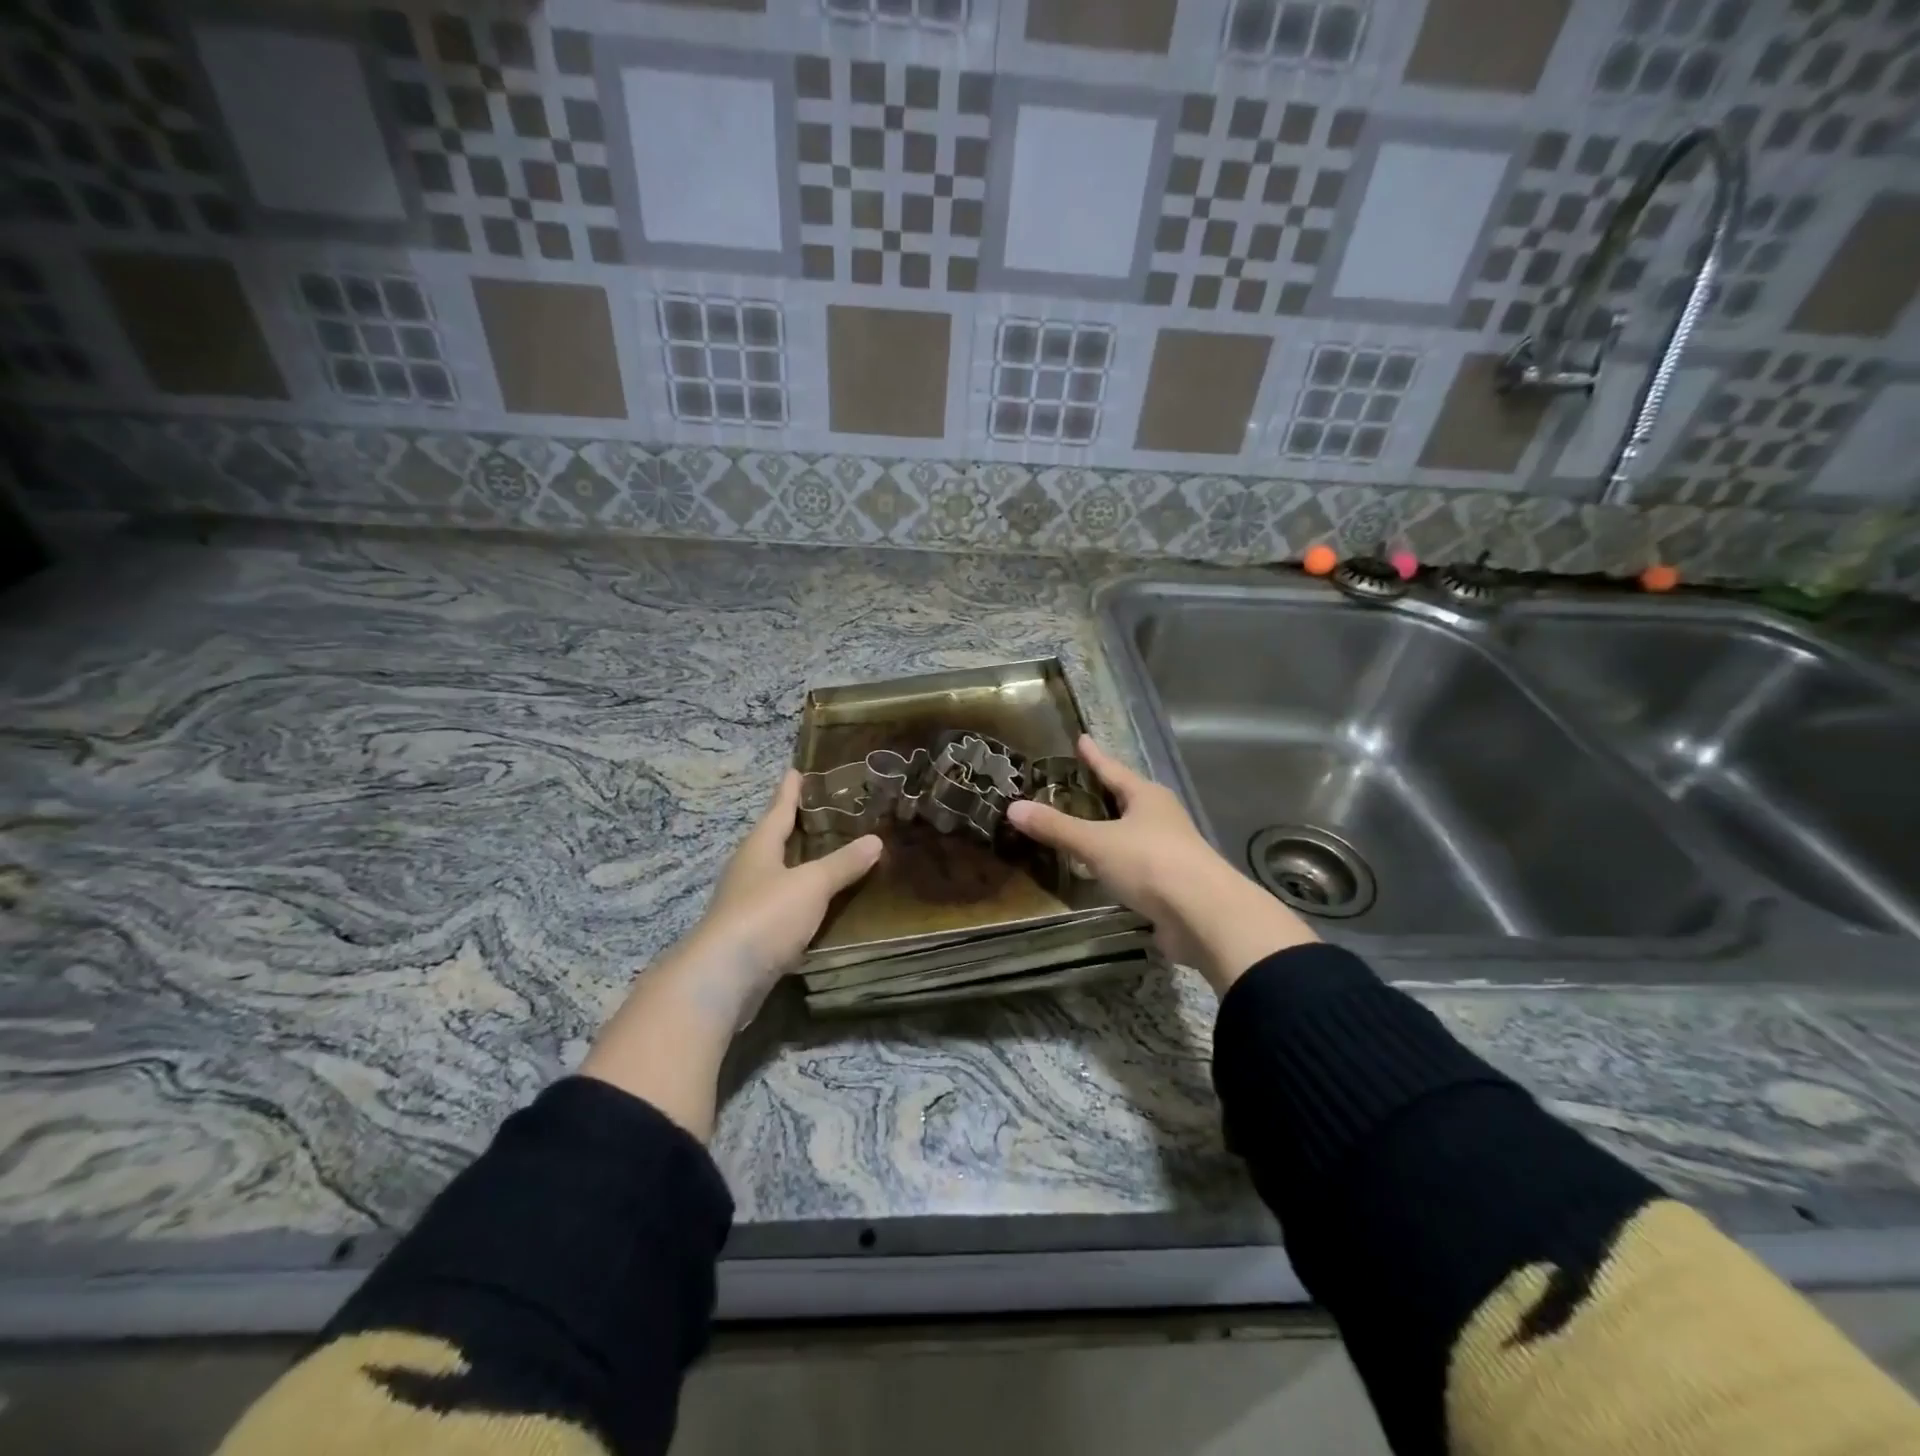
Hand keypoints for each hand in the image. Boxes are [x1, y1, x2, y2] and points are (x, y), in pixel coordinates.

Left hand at [581, 770, 879, 1139]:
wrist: (722, 978)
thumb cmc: (765, 916)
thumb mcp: (811, 884)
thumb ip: (843, 864)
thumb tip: (875, 841)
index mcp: (759, 847)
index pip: (778, 809)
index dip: (790, 791)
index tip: (797, 770)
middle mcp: (750, 870)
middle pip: (775, 840)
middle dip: (798, 826)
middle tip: (827, 811)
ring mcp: (748, 903)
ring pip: (779, 874)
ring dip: (801, 864)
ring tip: (831, 855)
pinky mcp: (753, 935)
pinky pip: (783, 906)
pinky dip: (803, 899)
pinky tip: (821, 905)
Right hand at [1006, 736, 1316, 992]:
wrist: (1204, 915)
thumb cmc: (1150, 863)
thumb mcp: (1095, 842)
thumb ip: (1056, 827)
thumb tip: (1013, 808)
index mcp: (1147, 797)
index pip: (1113, 770)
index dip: (1095, 756)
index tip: (1082, 739)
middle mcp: (1162, 818)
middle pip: (1128, 799)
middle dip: (1105, 793)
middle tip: (1077, 784)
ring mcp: (1171, 851)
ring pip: (1133, 833)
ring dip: (1112, 830)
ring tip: (1084, 827)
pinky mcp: (1171, 884)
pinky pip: (1136, 865)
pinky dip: (1117, 864)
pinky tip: (1102, 871)